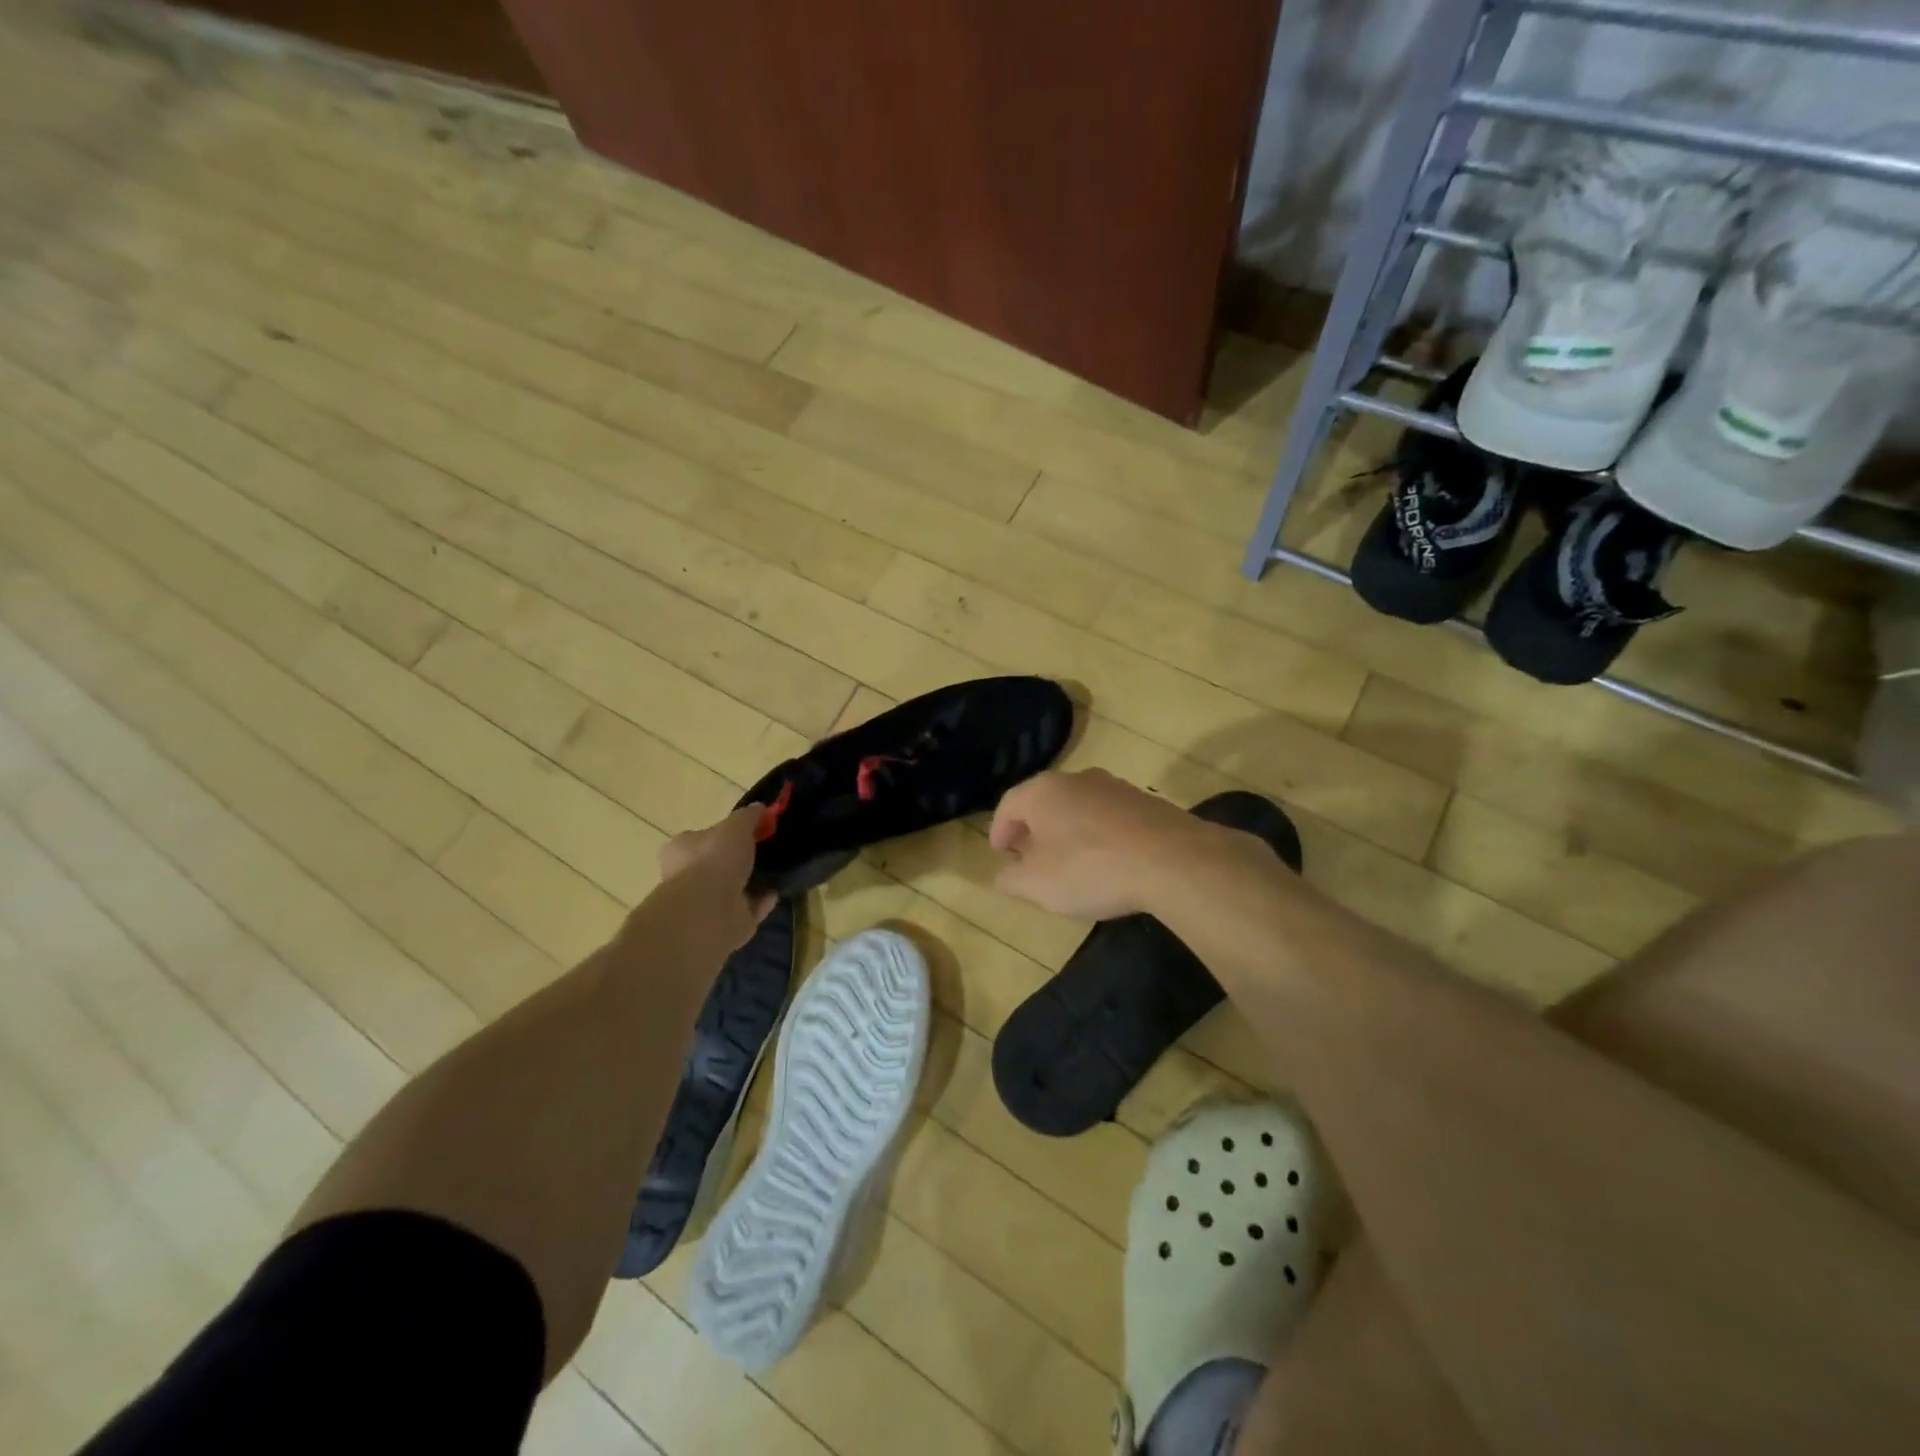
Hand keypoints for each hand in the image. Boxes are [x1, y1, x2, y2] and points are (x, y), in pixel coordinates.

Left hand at [654, 806, 774, 954]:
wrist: (709, 911)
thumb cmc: (715, 859)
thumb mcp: (736, 826)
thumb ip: (748, 816)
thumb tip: (759, 808)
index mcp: (681, 850)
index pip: (701, 837)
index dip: (724, 833)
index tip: (750, 829)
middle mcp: (688, 877)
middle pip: (717, 864)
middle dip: (739, 859)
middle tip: (766, 850)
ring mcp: (706, 904)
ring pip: (732, 888)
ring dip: (751, 882)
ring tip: (776, 870)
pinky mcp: (725, 924)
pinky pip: (748, 908)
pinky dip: (762, 901)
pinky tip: (777, 891)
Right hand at [989, 769, 1209, 921]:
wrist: (1172, 860)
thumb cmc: (1091, 868)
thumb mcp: (1037, 885)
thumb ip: (1011, 879)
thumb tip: (1003, 876)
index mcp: (1043, 791)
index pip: (1008, 804)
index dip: (999, 830)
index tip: (1000, 854)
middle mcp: (1077, 779)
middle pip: (1044, 801)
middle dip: (1033, 829)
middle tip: (1029, 856)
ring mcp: (1115, 787)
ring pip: (1078, 806)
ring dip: (1067, 830)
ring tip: (1068, 860)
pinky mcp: (1146, 802)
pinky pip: (1109, 817)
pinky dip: (1098, 834)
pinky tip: (1106, 860)